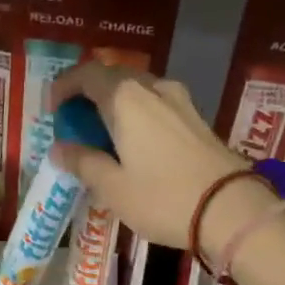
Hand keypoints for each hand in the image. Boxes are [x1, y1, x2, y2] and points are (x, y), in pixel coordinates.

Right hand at [48, 60, 278, 265]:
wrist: (231, 209)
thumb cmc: (164, 198)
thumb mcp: (114, 188)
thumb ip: (83, 163)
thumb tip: (59, 149)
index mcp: (126, 98)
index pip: (87, 74)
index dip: (65, 86)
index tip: (53, 109)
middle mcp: (153, 88)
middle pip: (114, 79)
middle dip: (90, 97)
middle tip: (77, 127)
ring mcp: (181, 101)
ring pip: (138, 93)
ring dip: (116, 108)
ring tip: (105, 139)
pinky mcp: (198, 119)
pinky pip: (157, 107)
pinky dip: (138, 118)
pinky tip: (136, 146)